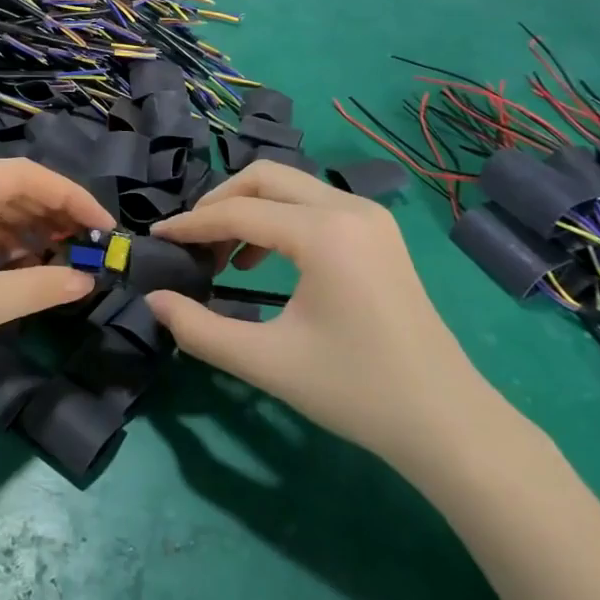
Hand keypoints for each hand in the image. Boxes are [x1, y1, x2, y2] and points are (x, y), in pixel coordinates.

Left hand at [0, 159, 112, 407]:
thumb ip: (37, 287)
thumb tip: (88, 280)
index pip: (18, 175)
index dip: (68, 196)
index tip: (104, 226)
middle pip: (4, 189)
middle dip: (50, 214)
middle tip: (91, 244)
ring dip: (29, 230)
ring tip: (67, 256)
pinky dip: (2, 247)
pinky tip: (28, 265)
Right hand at [147, 162, 499, 474]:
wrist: (446, 421)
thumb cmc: (355, 390)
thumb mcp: (266, 362)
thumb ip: (199, 329)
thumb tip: (153, 300)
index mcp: (324, 233)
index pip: (239, 211)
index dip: (191, 225)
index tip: (155, 239)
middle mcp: (349, 208)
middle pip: (265, 177)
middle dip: (219, 203)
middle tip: (190, 242)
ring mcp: (369, 217)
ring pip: (290, 187)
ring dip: (248, 210)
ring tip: (221, 258)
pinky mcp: (377, 233)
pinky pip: (313, 206)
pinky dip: (277, 221)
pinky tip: (259, 263)